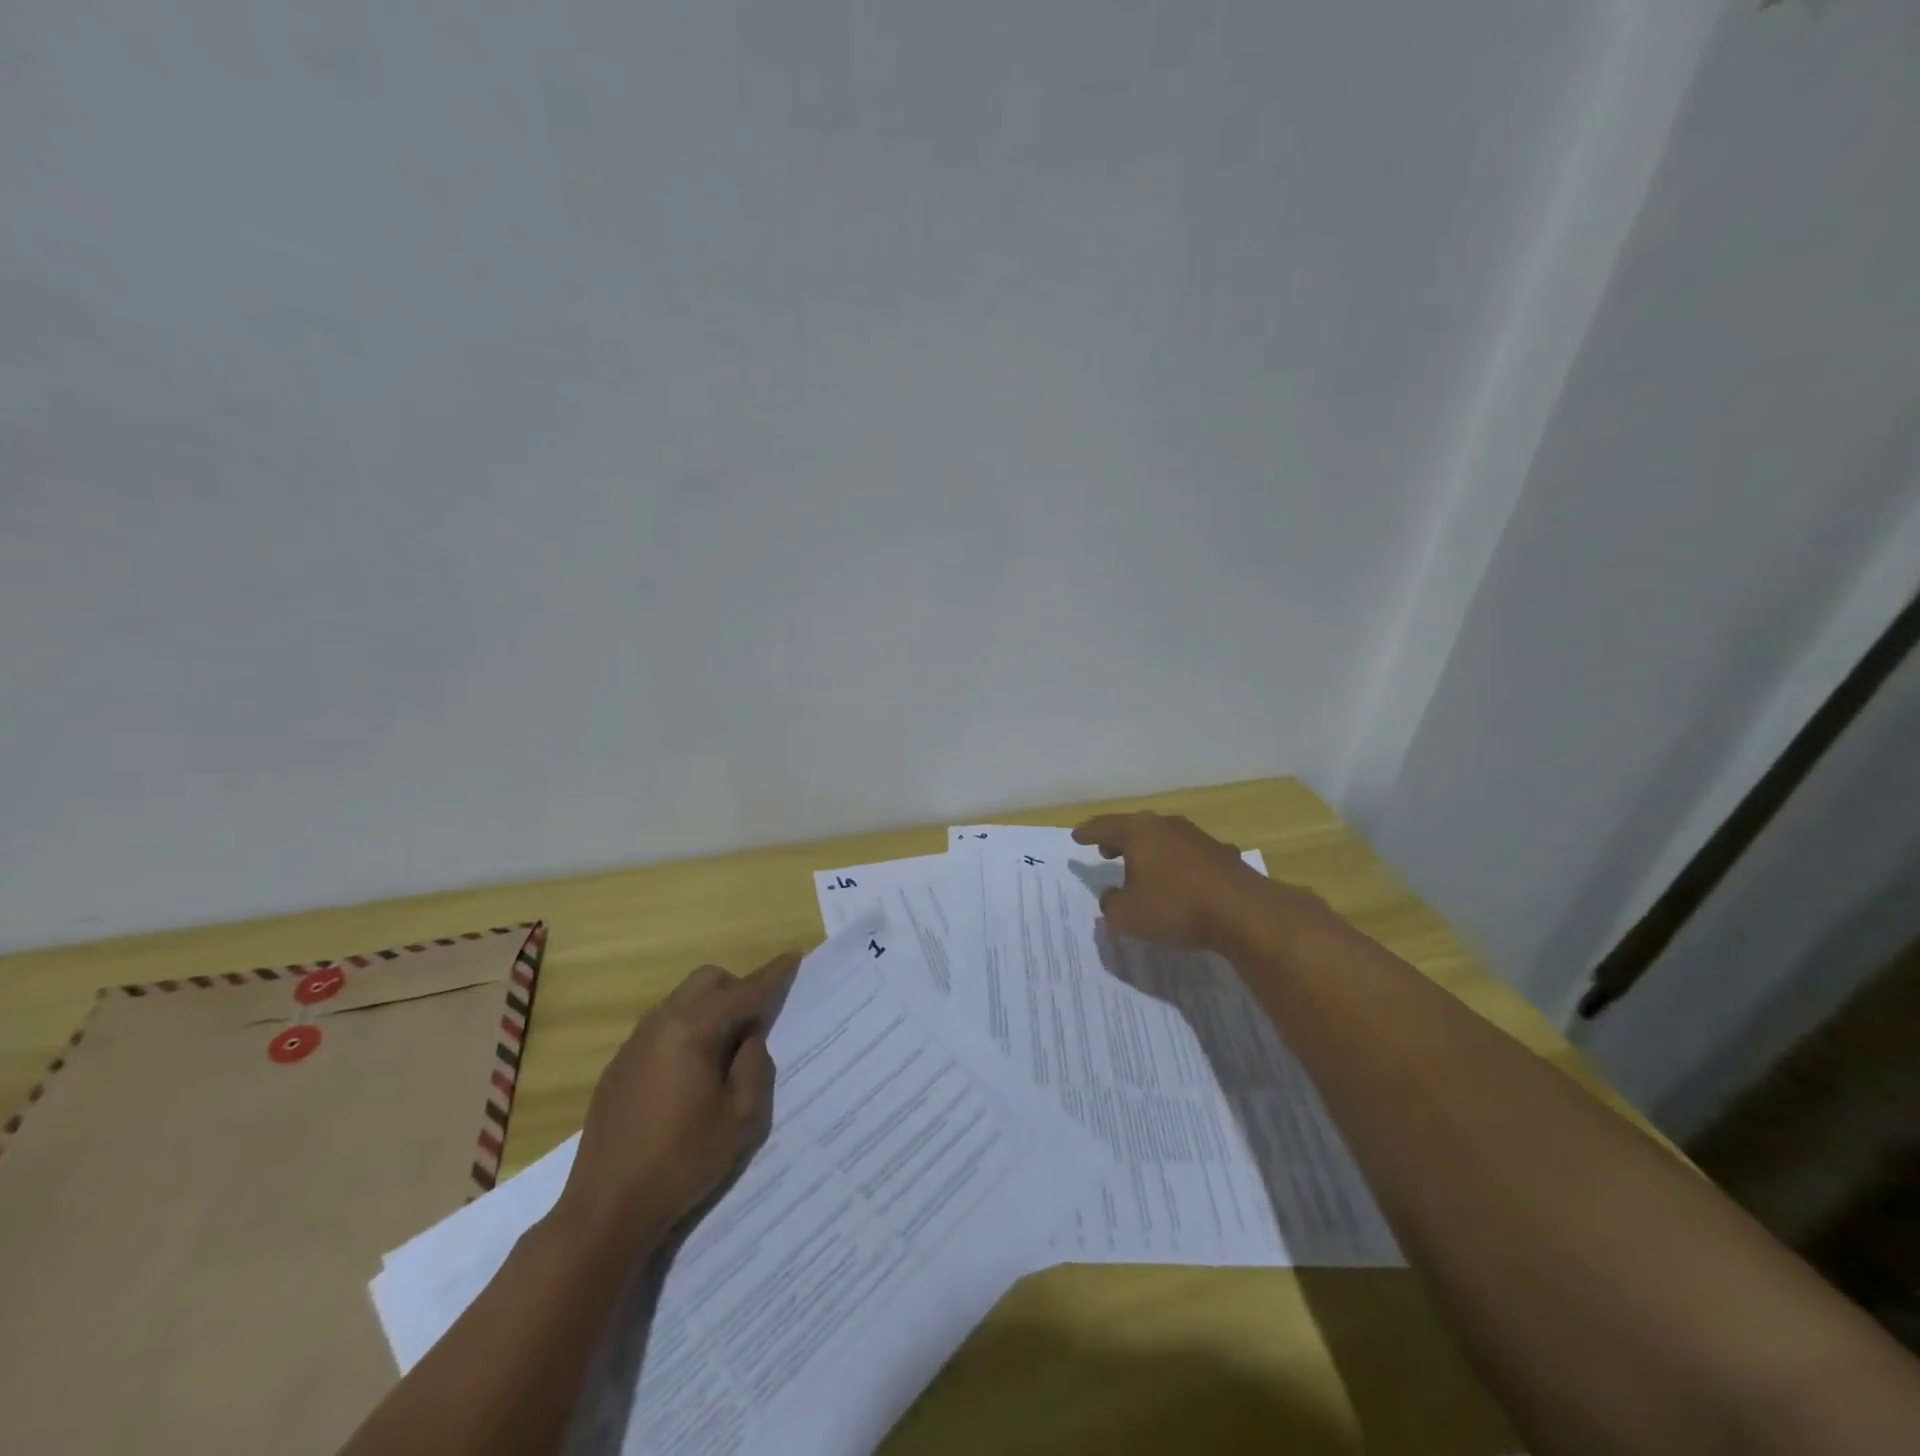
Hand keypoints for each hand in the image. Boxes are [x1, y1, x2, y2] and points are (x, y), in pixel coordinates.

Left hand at [555, 951, 799, 1250]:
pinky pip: (662, 1027)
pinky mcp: (619, 1066)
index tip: (794, 956)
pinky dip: (687, 1030)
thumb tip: (749, 1038)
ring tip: (726, 1052)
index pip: (744, 992)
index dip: (772, 975)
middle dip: (737, 989)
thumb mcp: (740, 1117)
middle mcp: (661, 1023)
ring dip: (710, 1009)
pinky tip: (690, 1074)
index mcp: (692, 1029)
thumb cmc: (682, 1161)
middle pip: (707, 981)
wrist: (606, 1209)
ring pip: (682, 1000)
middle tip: (757, 1024)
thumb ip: (755, 1065)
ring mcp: (635, 1043)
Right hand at [1072, 812, 1288, 950]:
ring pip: (1162, 839)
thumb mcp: (1128, 916)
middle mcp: (1166, 826)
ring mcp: (1196, 837)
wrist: (1242, 911)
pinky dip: (1174, 864)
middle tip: (1106, 851)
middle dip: (1118, 839)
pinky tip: (1177, 880)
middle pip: (1135, 828)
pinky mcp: (1220, 853)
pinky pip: (1186, 854)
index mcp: (1139, 833)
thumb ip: (1111, 905)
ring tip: (1140, 867)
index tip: (1076, 837)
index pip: (1105, 827)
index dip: (1088, 833)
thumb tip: (1111, 896)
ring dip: (1148, 851)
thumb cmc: (1175, 907)